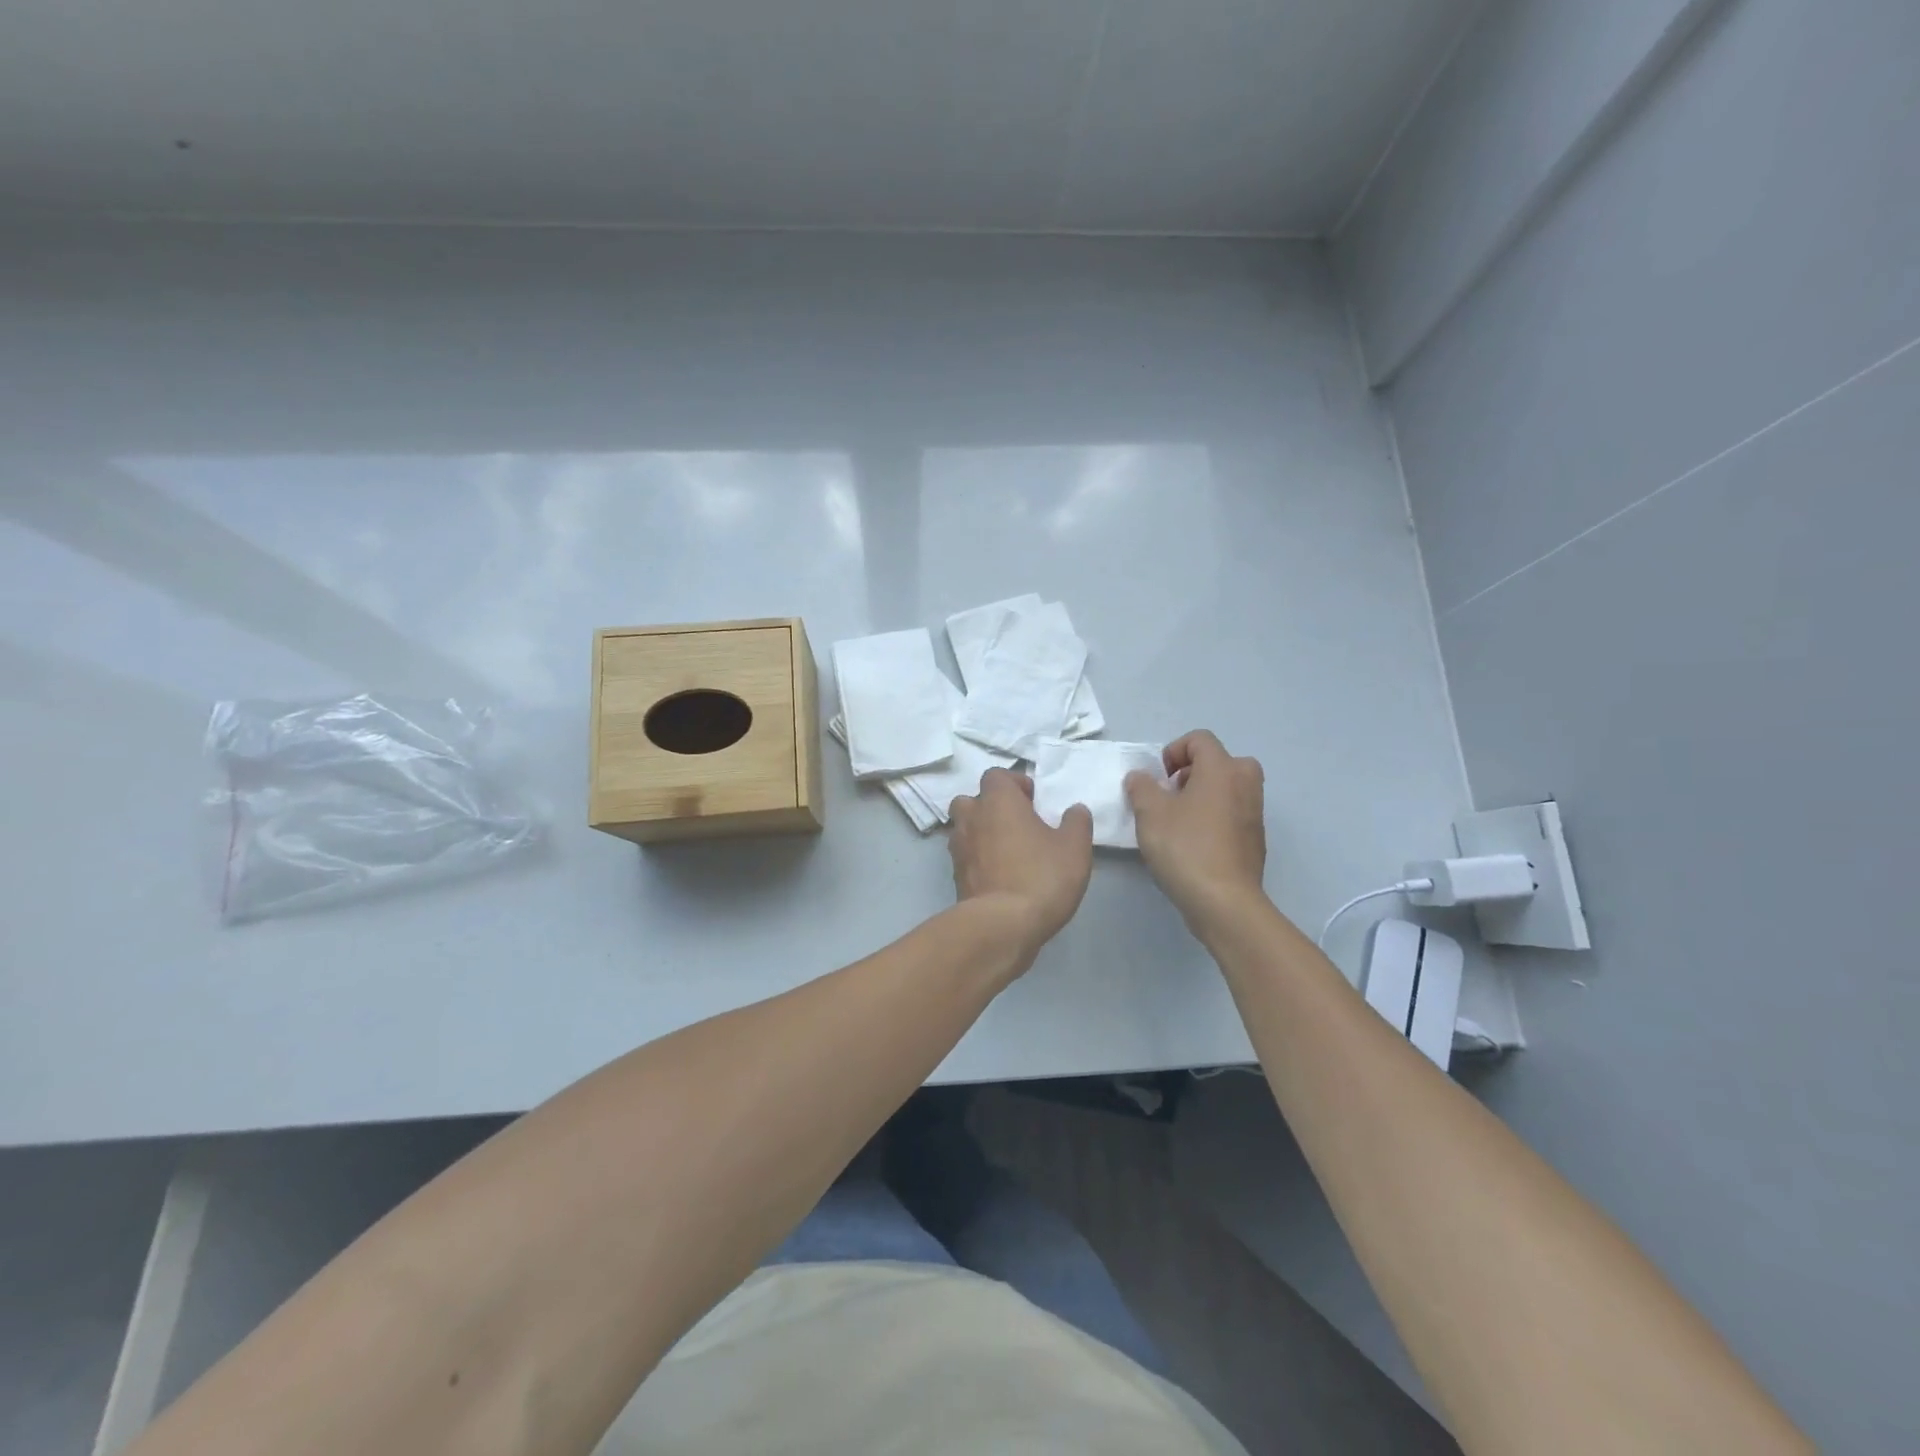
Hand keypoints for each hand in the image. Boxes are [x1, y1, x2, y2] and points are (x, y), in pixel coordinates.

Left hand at [948, 768, 1093, 958]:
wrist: (1002, 926)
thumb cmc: (1041, 876)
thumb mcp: (1074, 848)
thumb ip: (1076, 822)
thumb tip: (1074, 810)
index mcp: (997, 801)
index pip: (996, 775)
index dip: (1015, 783)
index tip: (1034, 801)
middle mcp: (971, 818)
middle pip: (972, 800)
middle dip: (991, 807)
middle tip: (1017, 824)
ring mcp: (958, 848)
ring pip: (965, 829)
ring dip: (982, 833)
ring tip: (1009, 851)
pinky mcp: (955, 877)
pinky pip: (966, 857)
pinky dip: (979, 860)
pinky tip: (1001, 876)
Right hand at [1125, 730, 1267, 932]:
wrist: (1224, 901)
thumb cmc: (1185, 848)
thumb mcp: (1150, 813)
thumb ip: (1141, 787)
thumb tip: (1141, 778)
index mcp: (1222, 768)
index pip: (1199, 739)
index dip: (1173, 751)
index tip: (1158, 779)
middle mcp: (1245, 783)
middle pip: (1219, 761)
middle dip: (1191, 772)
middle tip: (1170, 795)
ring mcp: (1255, 812)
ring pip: (1227, 788)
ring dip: (1202, 795)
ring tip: (1177, 822)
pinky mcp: (1255, 839)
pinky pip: (1233, 813)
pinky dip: (1214, 817)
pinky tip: (1193, 844)